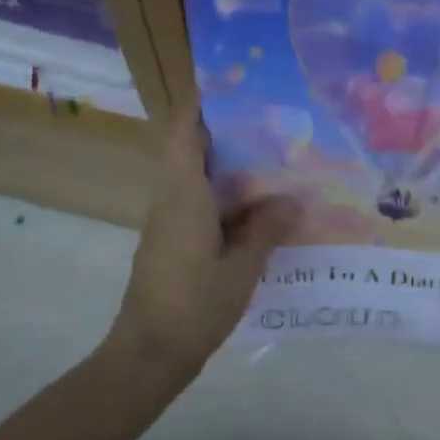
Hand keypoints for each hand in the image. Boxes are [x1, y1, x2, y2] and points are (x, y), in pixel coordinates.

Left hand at [107, 107, 298, 376]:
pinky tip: (261, 216)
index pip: (184, 133)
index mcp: (183, 196)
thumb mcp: (241, 268)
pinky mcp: (172, 246)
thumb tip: (291, 199)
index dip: (201, 104)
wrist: (149, 354)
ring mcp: (168, 225)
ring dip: (232, 175)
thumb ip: (266, 230)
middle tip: (275, 129)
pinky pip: (201, 210)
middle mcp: (171, 202)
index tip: (230, 86)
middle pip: (194, 155)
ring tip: (278, 168)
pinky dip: (228, 204)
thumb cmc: (194, 305)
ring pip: (200, 185)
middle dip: (230, 138)